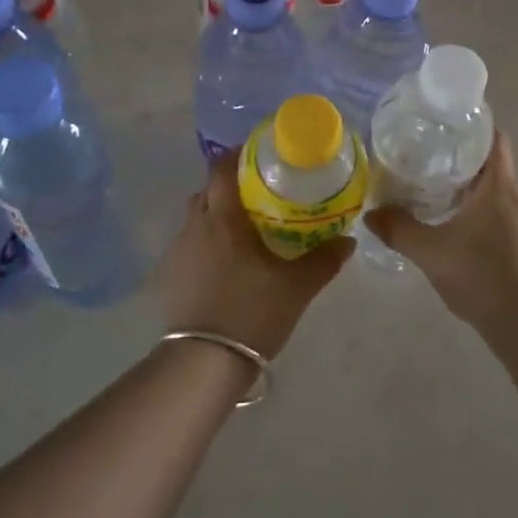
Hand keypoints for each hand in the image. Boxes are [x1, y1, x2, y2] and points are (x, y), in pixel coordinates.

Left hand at [157, 150, 352, 358]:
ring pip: (196, 218)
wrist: (204, 361)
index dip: (236, 156)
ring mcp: (178, 251)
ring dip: (215, 215)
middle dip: (229, 186)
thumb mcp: (297, 287)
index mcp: (223, 219)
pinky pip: (189, 244)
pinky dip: (205, 243)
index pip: (221, 168)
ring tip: (242, 230)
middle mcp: (195, 226)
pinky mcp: (170, 275)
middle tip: (258, 194)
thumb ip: (324, 260)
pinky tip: (224, 263)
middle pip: (207, 190)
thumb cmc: (252, 312)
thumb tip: (348, 240)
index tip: (258, 156)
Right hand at [366, 132, 517, 340]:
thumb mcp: (429, 252)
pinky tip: (470, 246)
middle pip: (495, 170)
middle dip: (466, 169)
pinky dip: (490, 225)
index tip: (447, 133)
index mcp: (501, 186)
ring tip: (445, 208)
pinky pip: (512, 225)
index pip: (495, 139)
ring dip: (478, 200)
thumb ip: (398, 230)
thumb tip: (370, 215)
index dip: (474, 130)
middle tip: (431, 173)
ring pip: (503, 199)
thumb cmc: (480, 275)